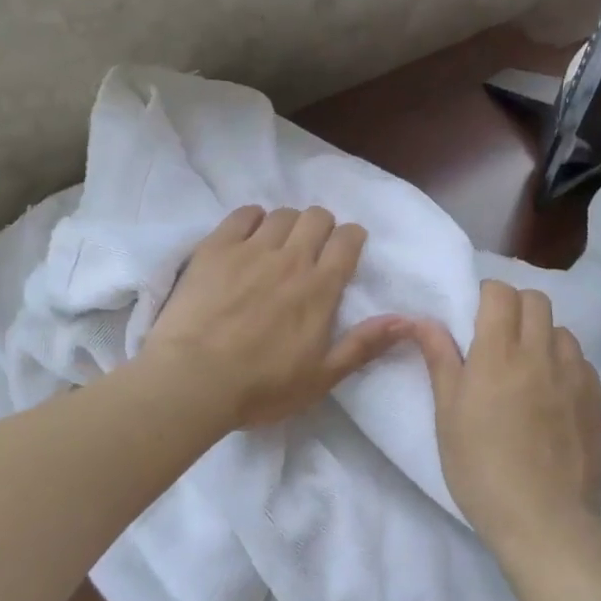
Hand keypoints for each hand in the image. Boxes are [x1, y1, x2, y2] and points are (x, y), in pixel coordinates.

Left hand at [141, 205, 410, 428]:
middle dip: (321, 226)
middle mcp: (291, 259)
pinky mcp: (217, 247)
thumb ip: (364, 345)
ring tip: (278, 244)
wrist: (194, 380)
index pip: (348, 240)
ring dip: (288, 224)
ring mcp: (252, 249)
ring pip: (282, 214)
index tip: (346, 248)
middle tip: (312, 248)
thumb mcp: (322, 378)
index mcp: (320, 288)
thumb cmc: (262, 387)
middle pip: (316, 217)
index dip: (351, 238)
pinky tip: (248, 235)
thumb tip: (406, 320)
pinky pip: (242, 214)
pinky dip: (252, 218)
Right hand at [411, 280, 600, 564]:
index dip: (486, 296)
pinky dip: (564, 364)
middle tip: (498, 339)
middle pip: (536, 300)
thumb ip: (440, 360)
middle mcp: (540, 353)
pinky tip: (552, 394)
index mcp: (498, 354)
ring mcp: (574, 376)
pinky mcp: (596, 400)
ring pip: (561, 329)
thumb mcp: (448, 416)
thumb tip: (424, 320)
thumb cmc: (481, 469)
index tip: (475, 318)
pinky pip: (581, 361)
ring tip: (527, 368)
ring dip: (542, 335)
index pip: (500, 293)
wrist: (545, 523)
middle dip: (515, 307)